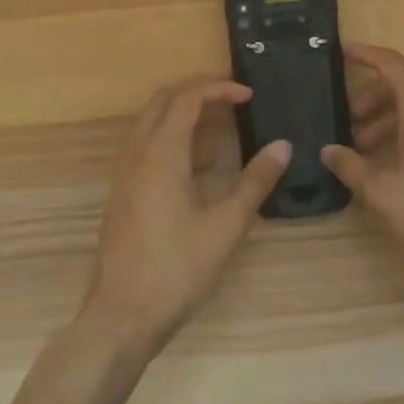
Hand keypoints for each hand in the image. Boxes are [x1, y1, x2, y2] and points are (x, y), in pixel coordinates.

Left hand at [81, 75, 289, 354]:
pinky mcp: (124, 190)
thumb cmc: (176, 269)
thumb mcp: (225, 227)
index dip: (219, 87)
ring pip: (153, 120)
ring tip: (224, 120)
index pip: (188, 97)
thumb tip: (283, 146)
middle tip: (235, 96)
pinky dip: (174, 135)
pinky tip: (203, 160)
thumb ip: (255, 182)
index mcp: (161, 152)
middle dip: (200, 90)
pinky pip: (148, 143)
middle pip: (165, 99)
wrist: (121, 316)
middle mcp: (138, 152)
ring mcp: (126, 171)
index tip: (250, 94)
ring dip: (185, 111)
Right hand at [322, 44, 403, 287]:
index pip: (392, 64)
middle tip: (349, 115)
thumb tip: (328, 151)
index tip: (342, 52)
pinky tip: (392, 159)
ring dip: (391, 113)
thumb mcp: (380, 191)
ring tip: (364, 144)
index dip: (366, 54)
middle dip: (375, 92)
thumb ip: (350, 165)